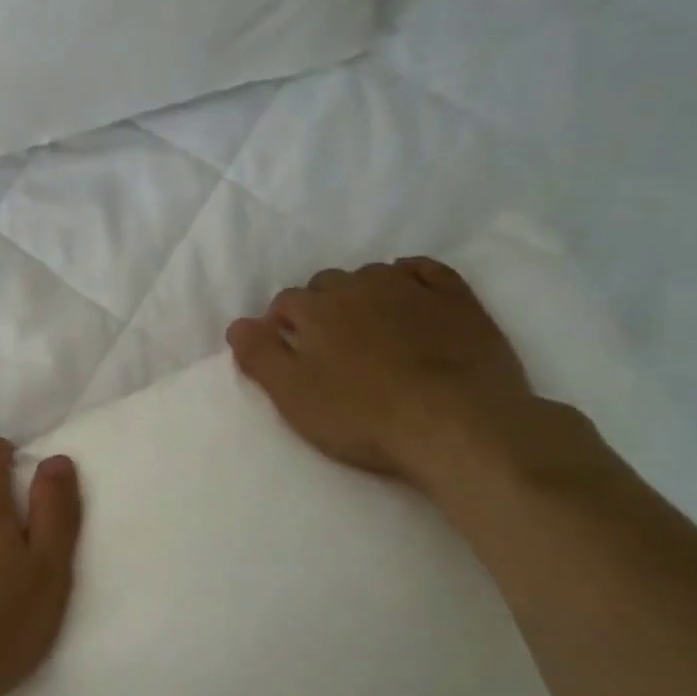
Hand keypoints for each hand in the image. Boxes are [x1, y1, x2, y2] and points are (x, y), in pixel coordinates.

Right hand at [227, 257, 539, 487]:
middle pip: (327, 285)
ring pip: (372, 275)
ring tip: (369, 329)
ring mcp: (410, 288)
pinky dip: (410, 276)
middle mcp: (358, 286)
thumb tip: (237, 324)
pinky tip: (409, 293)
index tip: (289, 354)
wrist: (459, 425)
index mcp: (316, 309)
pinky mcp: (456, 299)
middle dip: (320, 308)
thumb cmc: (364, 415)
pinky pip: (425, 271)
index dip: (281, 326)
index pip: (285, 302)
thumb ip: (259, 356)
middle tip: (329, 348)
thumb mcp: (294, 396)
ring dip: (362, 294)